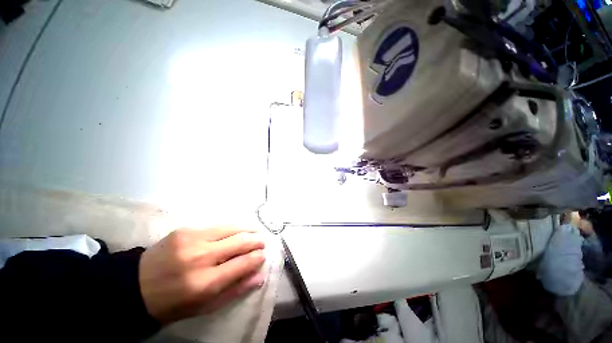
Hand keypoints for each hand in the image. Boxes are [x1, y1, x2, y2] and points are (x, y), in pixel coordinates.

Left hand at [139, 228, 265, 323]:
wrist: (135, 286)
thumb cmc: (172, 303)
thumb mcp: (204, 307)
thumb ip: (235, 290)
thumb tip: (260, 275)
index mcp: (204, 283)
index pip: (243, 263)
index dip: (257, 257)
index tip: (263, 255)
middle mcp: (200, 257)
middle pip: (240, 241)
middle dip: (256, 240)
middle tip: (262, 242)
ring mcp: (192, 239)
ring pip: (232, 227)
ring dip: (248, 229)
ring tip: (255, 232)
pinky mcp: (186, 229)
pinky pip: (218, 225)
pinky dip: (232, 228)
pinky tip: (236, 231)